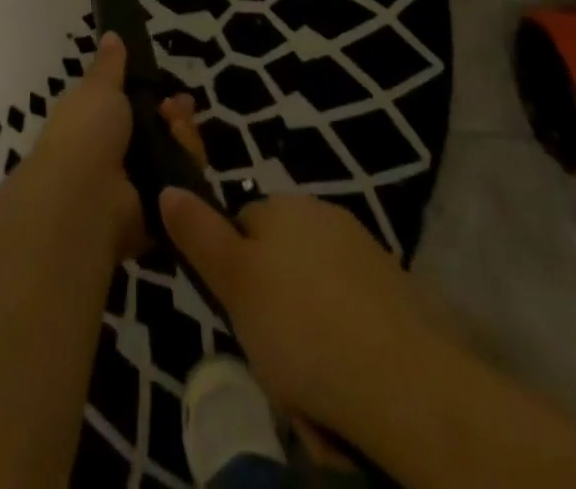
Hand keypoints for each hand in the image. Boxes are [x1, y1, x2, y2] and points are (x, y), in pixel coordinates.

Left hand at [26, 33, 203, 260]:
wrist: (84, 197)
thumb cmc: (85, 133)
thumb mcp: (98, 88)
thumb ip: (110, 65)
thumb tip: (111, 34)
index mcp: (99, 126)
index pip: (139, 111)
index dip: (158, 99)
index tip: (171, 93)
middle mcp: (118, 158)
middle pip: (165, 136)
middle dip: (178, 120)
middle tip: (179, 111)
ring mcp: (138, 190)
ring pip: (179, 161)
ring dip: (185, 142)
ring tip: (177, 132)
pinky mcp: (157, 219)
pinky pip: (184, 194)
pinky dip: (188, 178)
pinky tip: (184, 164)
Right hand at [159, 187, 428, 447]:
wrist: (407, 384)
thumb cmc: (302, 325)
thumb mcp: (233, 281)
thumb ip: (199, 233)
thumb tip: (168, 187)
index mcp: (284, 206)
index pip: (242, 225)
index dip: (233, 271)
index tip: (237, 314)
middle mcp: (325, 216)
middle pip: (281, 261)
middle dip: (273, 306)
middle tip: (272, 357)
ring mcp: (366, 254)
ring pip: (316, 294)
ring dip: (307, 332)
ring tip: (310, 388)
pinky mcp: (399, 297)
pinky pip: (353, 317)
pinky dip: (345, 346)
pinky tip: (346, 386)